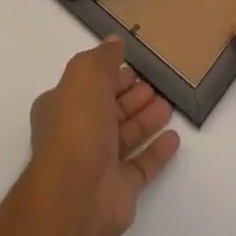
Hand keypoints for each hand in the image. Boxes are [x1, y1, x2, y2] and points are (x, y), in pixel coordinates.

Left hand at [28, 37, 179, 235]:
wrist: (77, 195)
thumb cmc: (77, 125)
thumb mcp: (86, 75)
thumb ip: (103, 57)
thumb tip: (115, 41)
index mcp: (60, 106)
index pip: (88, 85)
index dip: (109, 74)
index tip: (133, 66)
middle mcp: (76, 134)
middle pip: (108, 110)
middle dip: (131, 96)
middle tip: (155, 84)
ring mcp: (97, 164)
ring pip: (126, 136)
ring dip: (146, 119)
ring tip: (168, 105)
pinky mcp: (119, 190)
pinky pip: (141, 166)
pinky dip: (157, 152)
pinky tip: (174, 139)